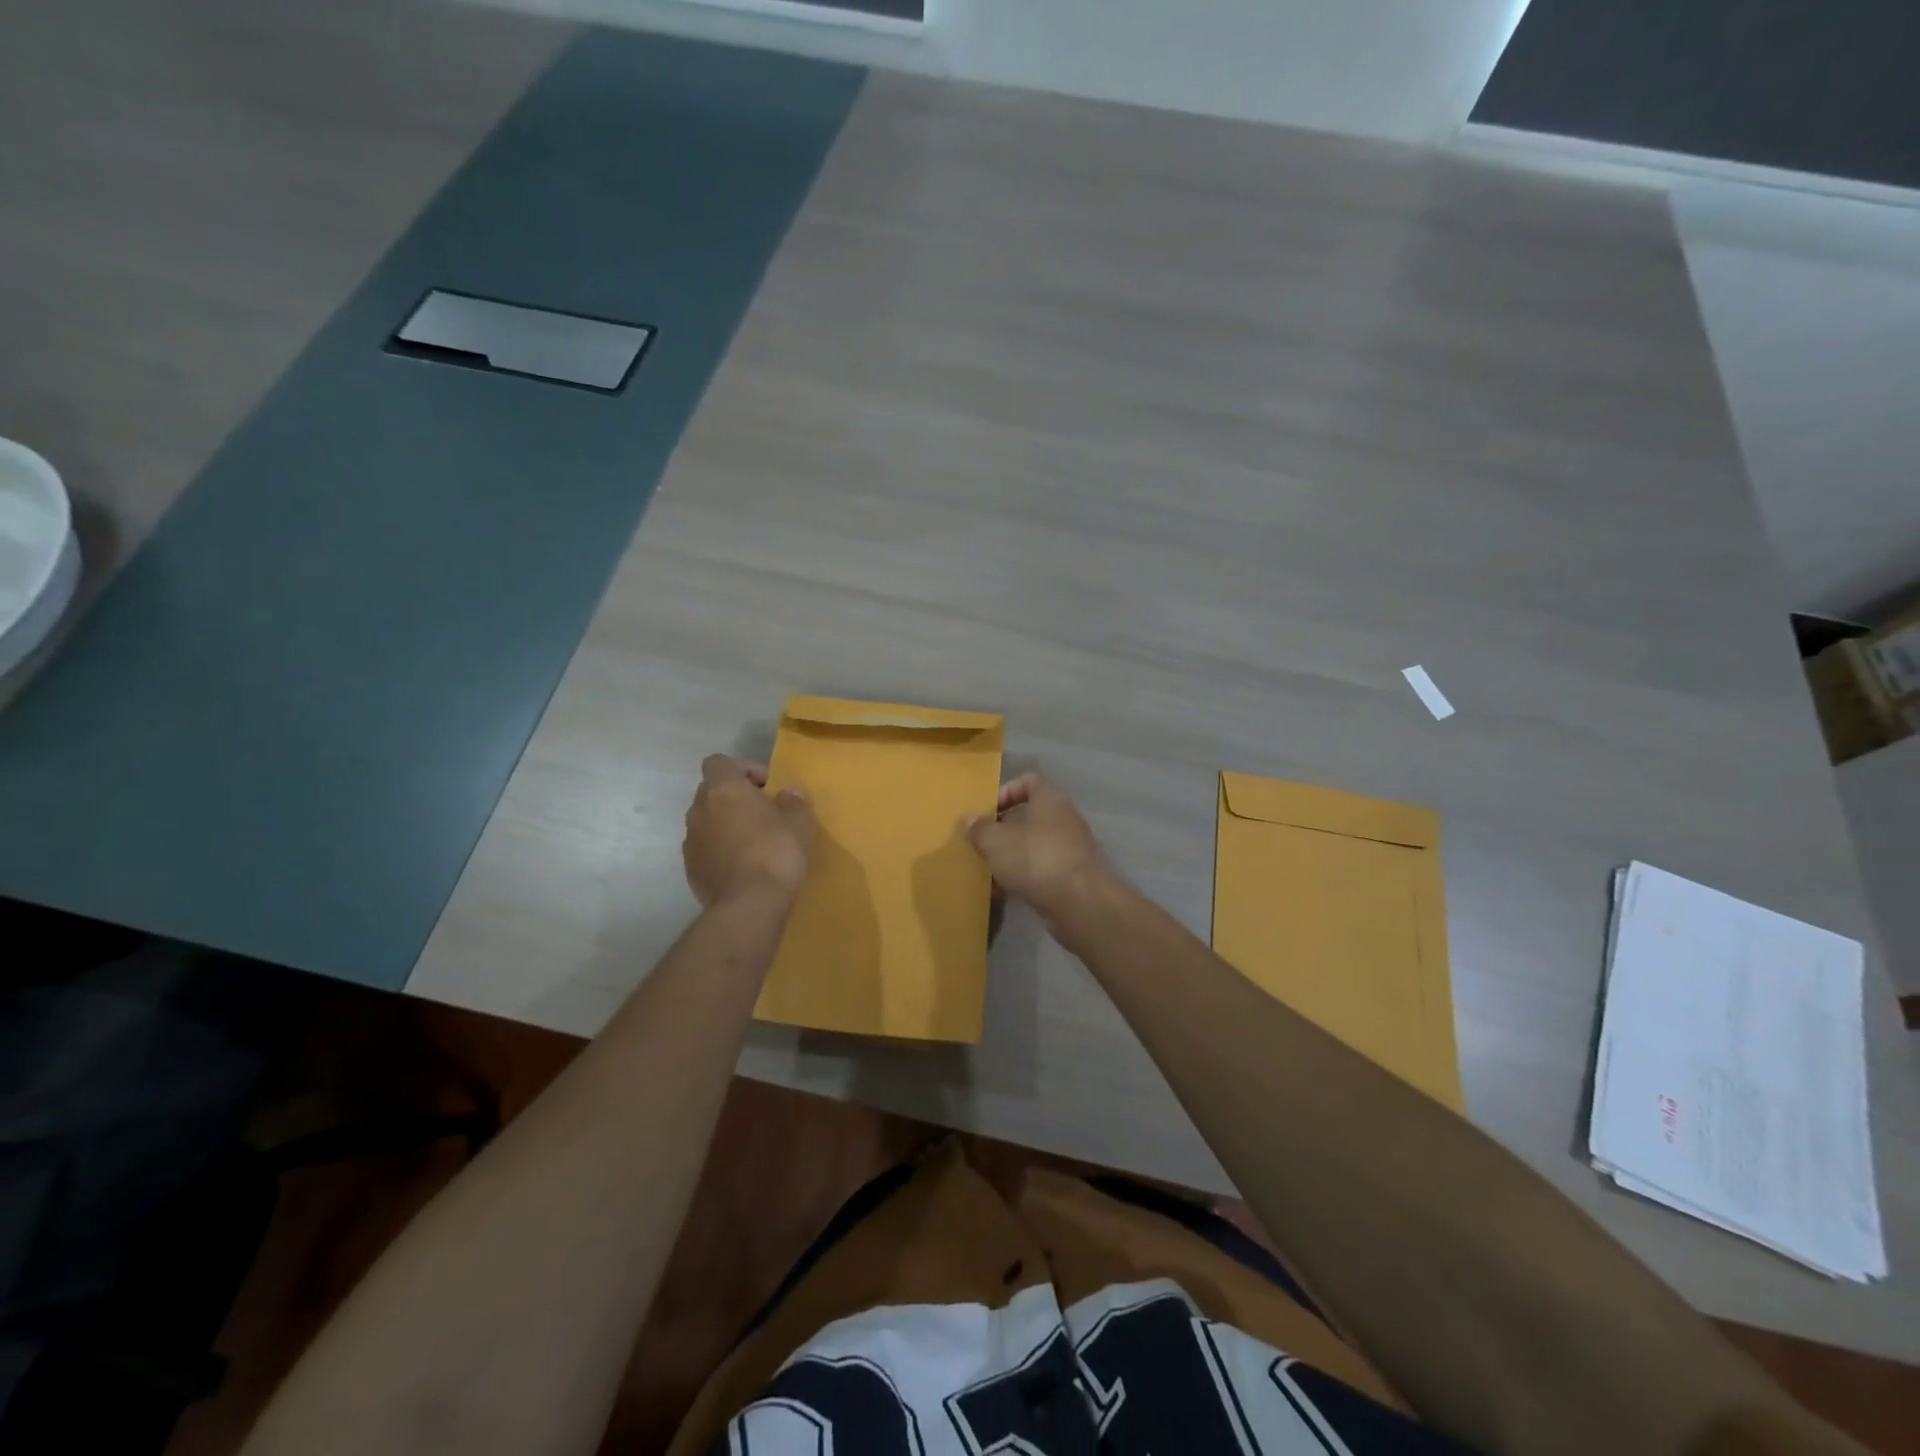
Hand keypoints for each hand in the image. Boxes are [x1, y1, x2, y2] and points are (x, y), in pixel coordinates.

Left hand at [682, 756, 815, 906]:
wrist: (749, 904)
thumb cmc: (777, 852)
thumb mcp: (800, 822)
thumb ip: (794, 801)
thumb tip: (789, 792)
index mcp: (723, 789)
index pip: (719, 762)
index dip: (743, 769)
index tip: (767, 786)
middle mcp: (699, 809)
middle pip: (711, 791)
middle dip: (735, 797)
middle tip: (763, 812)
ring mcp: (690, 841)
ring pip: (706, 821)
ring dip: (726, 824)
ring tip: (753, 841)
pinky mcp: (690, 869)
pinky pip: (705, 848)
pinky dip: (719, 850)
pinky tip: (743, 865)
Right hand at [962, 774, 1114, 925]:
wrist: (1078, 902)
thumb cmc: (1034, 858)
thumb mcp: (996, 842)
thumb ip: (980, 828)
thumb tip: (969, 819)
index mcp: (1050, 798)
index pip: (1028, 780)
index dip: (1005, 791)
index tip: (987, 812)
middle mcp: (1065, 817)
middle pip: (1030, 814)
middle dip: (1004, 828)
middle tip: (983, 842)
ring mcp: (1071, 846)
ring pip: (1035, 843)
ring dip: (1012, 854)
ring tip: (989, 869)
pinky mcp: (1073, 873)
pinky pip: (1043, 866)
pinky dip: (1024, 874)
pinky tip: (1004, 890)